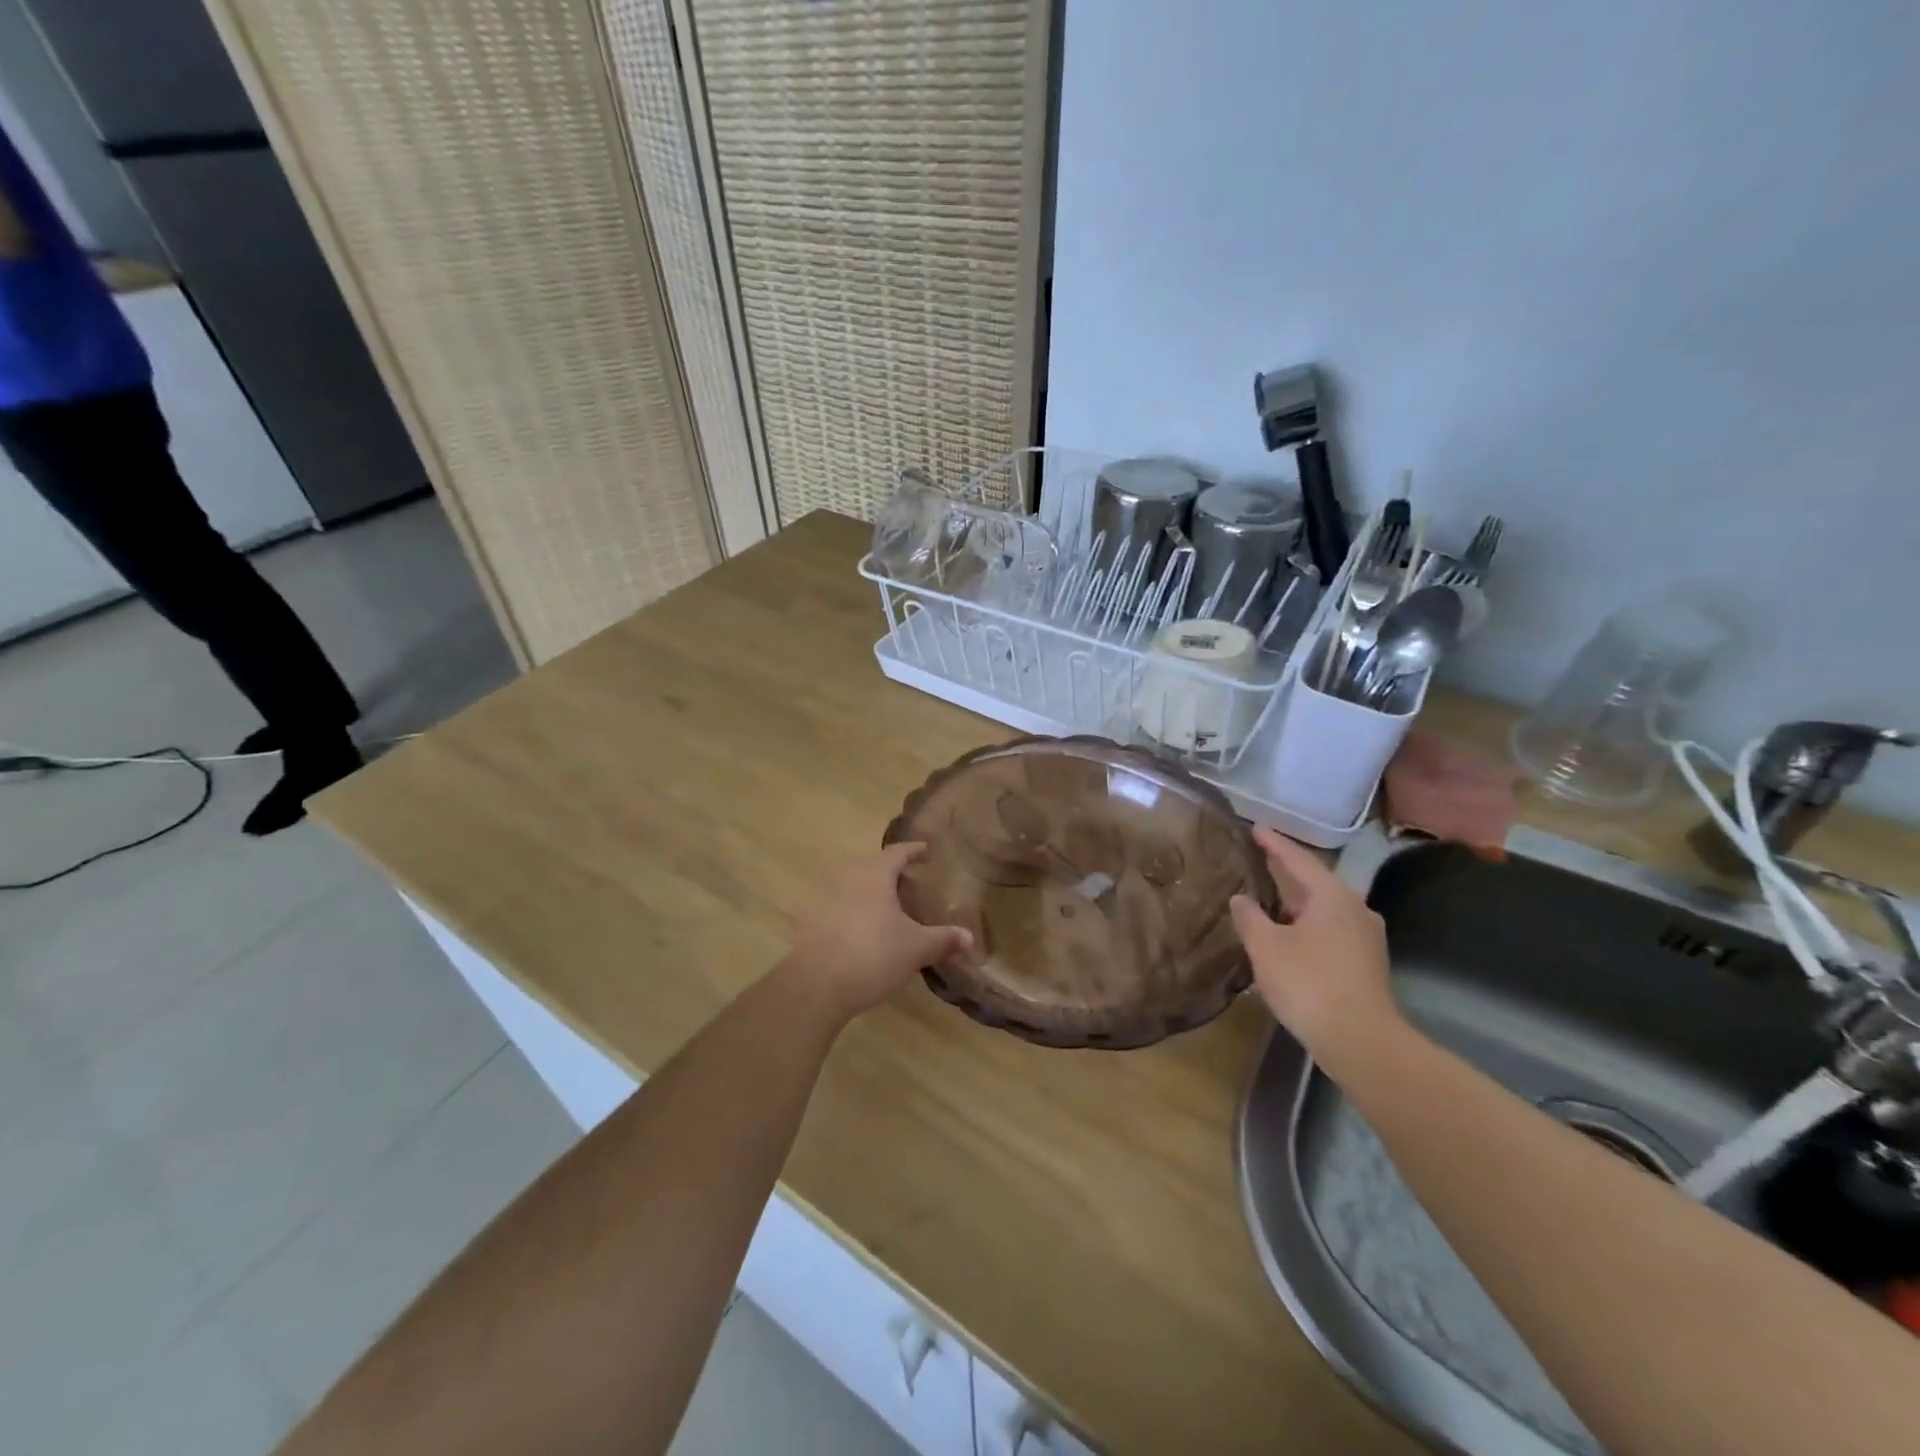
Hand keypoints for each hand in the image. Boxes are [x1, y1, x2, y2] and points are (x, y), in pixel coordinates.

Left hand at [788, 843, 972, 1020]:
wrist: (816, 986)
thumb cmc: (873, 955)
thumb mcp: (916, 949)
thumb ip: (943, 939)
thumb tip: (969, 938)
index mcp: (875, 875)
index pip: (897, 852)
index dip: (914, 850)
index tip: (926, 850)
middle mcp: (849, 880)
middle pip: (873, 867)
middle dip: (892, 872)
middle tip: (912, 882)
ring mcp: (828, 901)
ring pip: (856, 887)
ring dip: (874, 893)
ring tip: (892, 909)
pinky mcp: (815, 925)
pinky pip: (843, 908)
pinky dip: (859, 913)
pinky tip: (869, 933)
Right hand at [1230, 826, 1400, 1060]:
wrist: (1360, 1041)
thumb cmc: (1309, 983)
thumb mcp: (1266, 946)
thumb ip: (1249, 916)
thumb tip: (1241, 898)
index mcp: (1333, 896)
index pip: (1298, 860)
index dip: (1274, 843)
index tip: (1255, 827)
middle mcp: (1355, 909)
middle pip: (1314, 884)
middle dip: (1285, 875)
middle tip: (1257, 863)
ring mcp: (1366, 938)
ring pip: (1322, 910)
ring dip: (1295, 905)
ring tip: (1266, 901)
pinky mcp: (1366, 963)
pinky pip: (1329, 931)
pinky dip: (1305, 926)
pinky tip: (1286, 938)